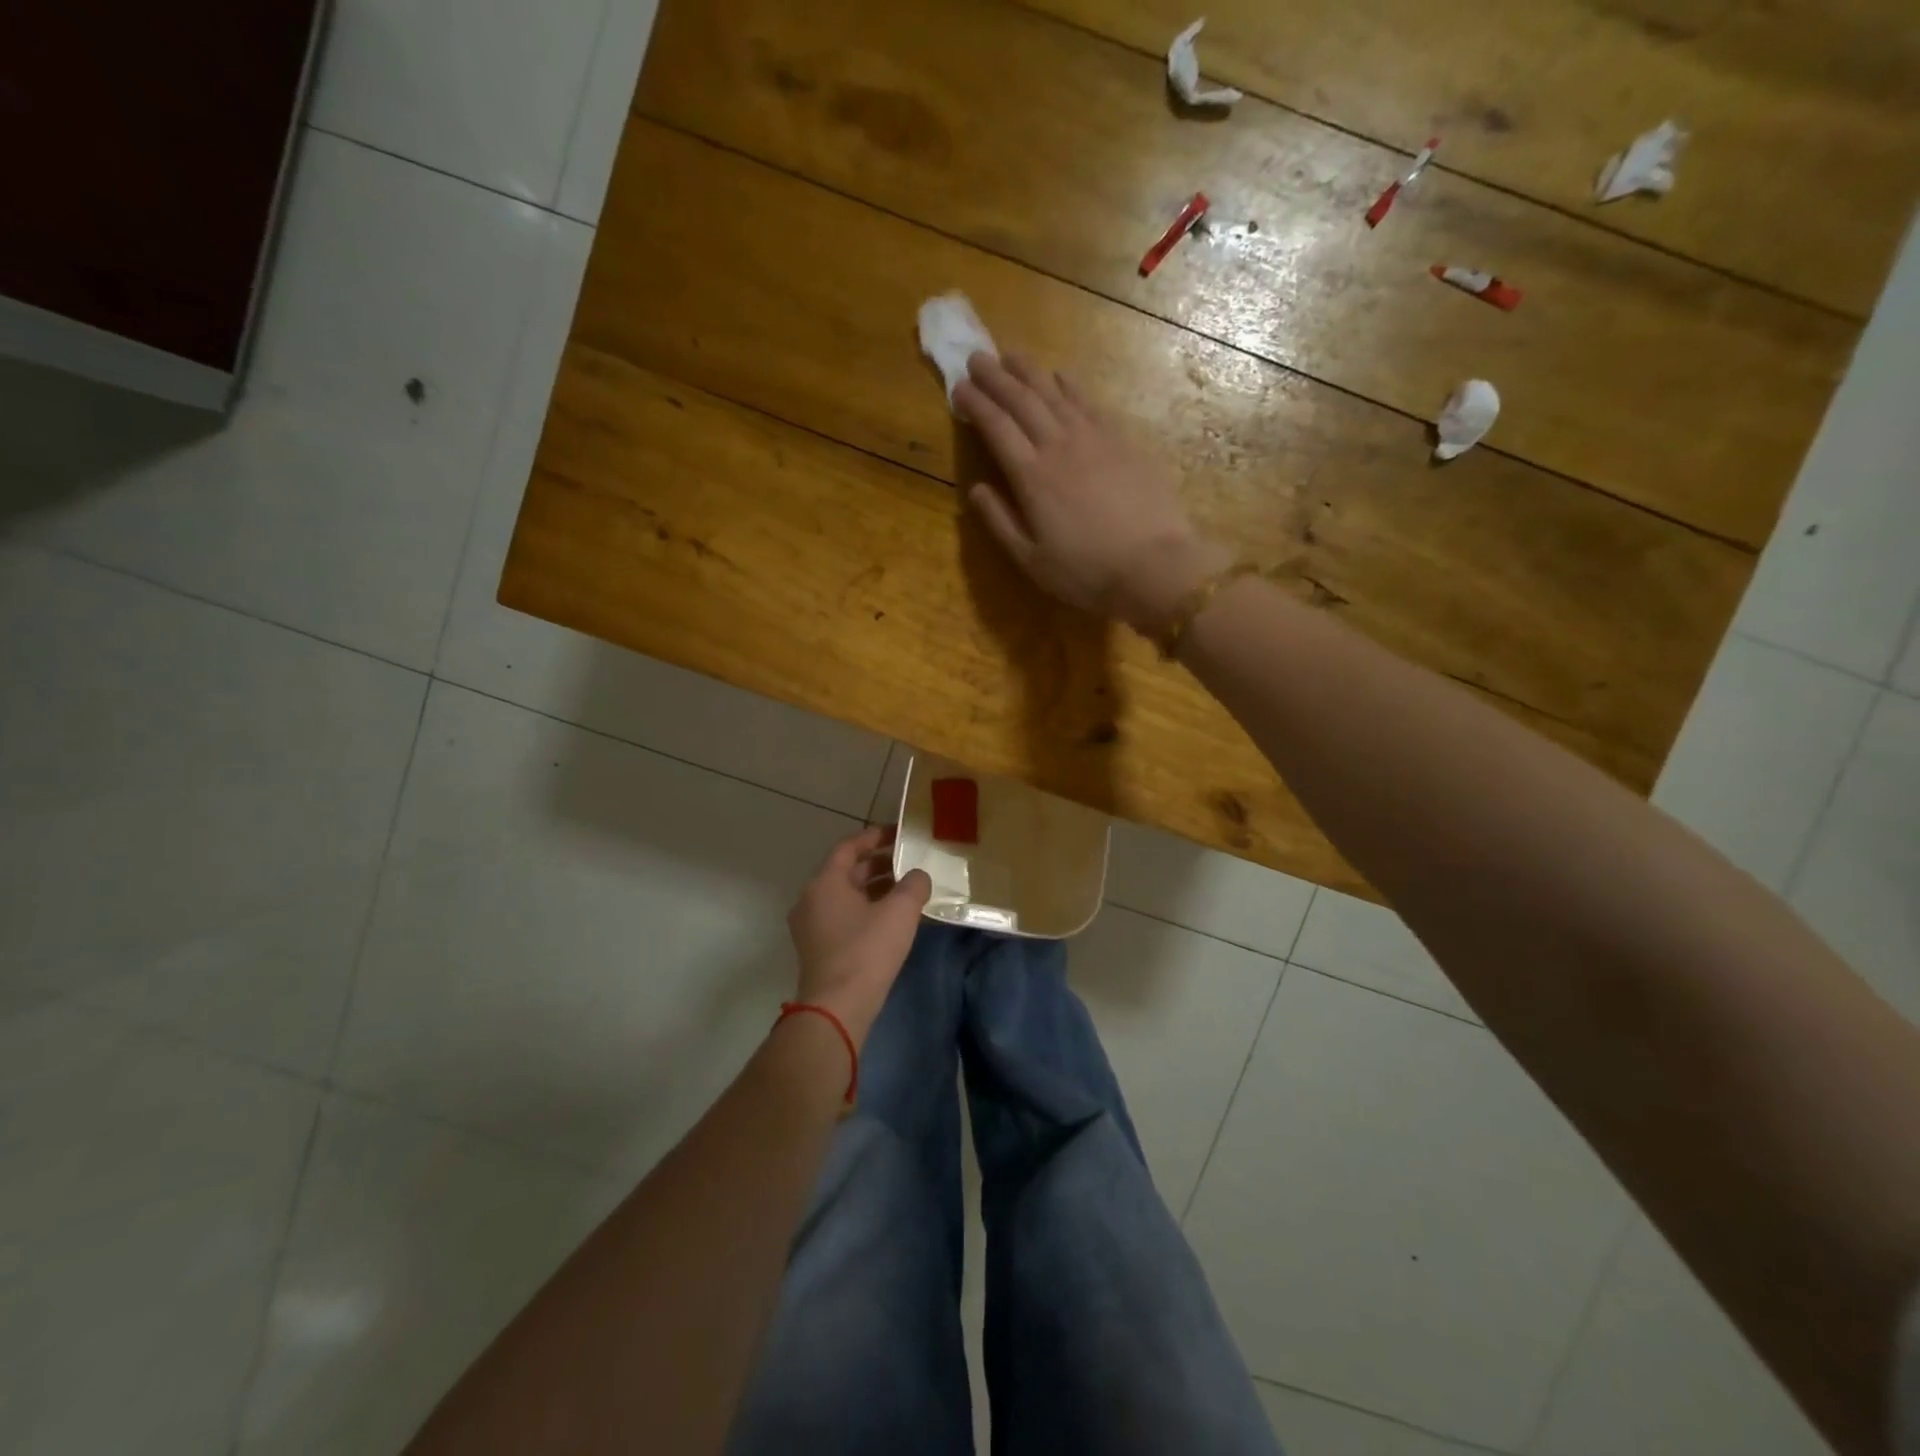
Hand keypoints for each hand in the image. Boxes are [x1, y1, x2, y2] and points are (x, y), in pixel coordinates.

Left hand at [786, 826, 931, 1046]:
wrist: (837, 1008)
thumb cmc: (866, 951)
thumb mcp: (900, 912)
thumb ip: (914, 885)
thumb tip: (918, 876)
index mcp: (825, 882)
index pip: (849, 847)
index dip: (875, 836)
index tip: (899, 833)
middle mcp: (811, 898)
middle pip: (847, 871)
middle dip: (879, 864)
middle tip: (909, 861)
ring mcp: (811, 925)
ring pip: (846, 895)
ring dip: (874, 888)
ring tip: (906, 888)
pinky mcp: (817, 948)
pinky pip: (843, 915)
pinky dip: (866, 908)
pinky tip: (892, 918)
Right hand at [954, 353, 1230, 630]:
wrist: (1155, 565)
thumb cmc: (1086, 572)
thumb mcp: (1031, 560)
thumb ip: (1000, 522)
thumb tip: (975, 489)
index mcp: (1031, 476)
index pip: (996, 427)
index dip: (975, 404)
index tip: (958, 387)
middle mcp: (1058, 446)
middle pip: (1022, 400)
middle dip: (996, 377)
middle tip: (976, 357)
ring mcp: (1094, 438)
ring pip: (1054, 393)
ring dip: (1029, 372)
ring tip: (1011, 355)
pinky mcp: (1122, 440)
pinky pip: (1089, 402)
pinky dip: (1069, 385)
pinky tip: (1060, 377)